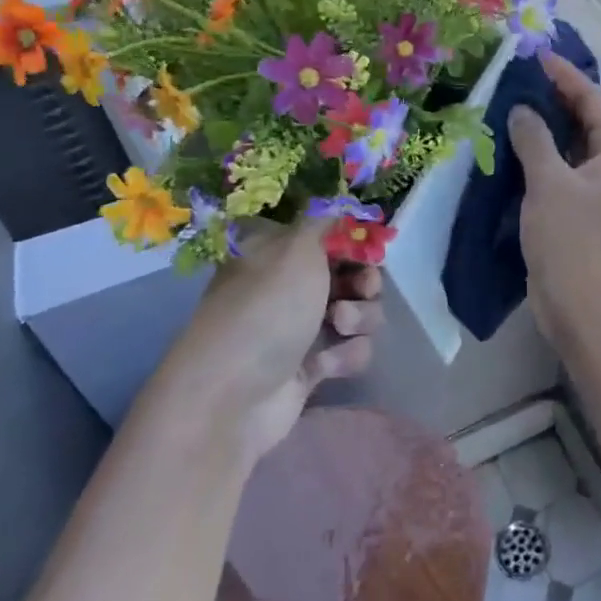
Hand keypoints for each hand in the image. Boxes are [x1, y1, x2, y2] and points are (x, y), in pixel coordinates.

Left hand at [148, 218, 379, 464]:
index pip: (326, 232)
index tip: (367, 245)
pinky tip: (329, 365)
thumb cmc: (265, 309)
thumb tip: (340, 202)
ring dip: (360, 316)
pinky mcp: (311, 365)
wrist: (233, 398)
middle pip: (349, 271)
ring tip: (340, 326)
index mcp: (276, 249)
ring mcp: (299, 326)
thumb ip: (326, 220)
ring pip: (357, 310)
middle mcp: (287, 284)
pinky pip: (349, 349)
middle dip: (364, 280)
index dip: (352, 238)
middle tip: (362, 287)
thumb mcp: (296, 247)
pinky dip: (347, 354)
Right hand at [507, 54, 600, 347]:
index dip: (563, 75)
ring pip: (574, 146)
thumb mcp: (549, 185)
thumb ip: (534, 140)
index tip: (532, 55)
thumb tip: (522, 110)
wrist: (589, 313)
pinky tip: (513, 149)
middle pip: (587, 119)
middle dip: (553, 98)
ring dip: (545, 128)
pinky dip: (543, 156)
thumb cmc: (574, 243)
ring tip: (508, 105)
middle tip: (514, 78)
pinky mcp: (585, 211)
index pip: (594, 98)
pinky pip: (565, 171)